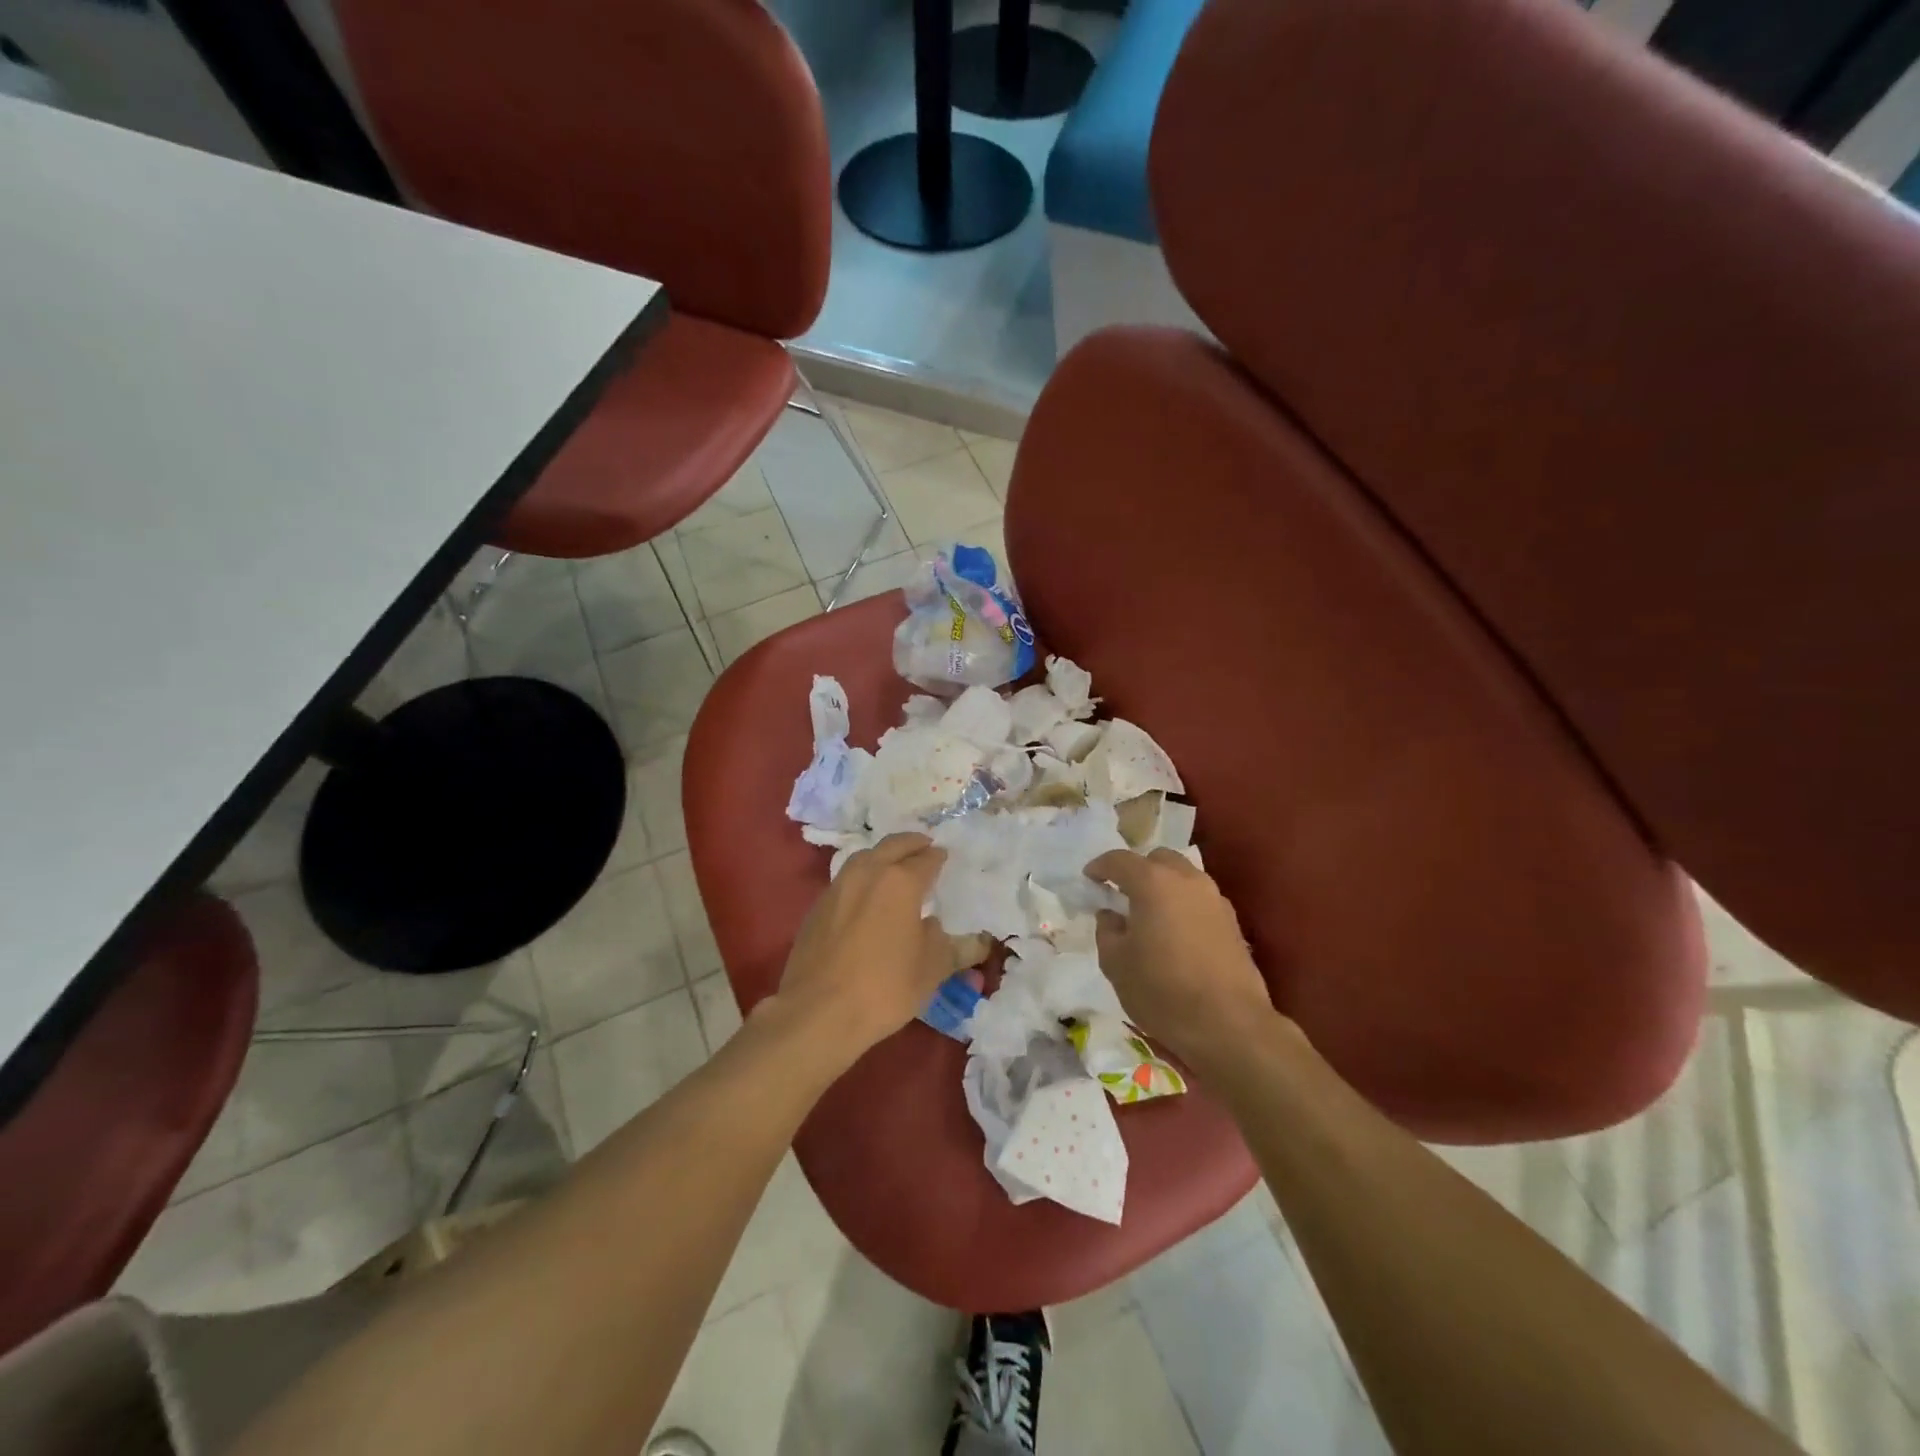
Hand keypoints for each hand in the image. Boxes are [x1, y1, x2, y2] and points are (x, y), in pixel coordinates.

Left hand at [769, 833, 950, 1064]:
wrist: (818, 1012)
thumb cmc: (885, 986)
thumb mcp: (932, 969)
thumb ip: (955, 948)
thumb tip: (974, 940)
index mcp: (900, 881)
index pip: (926, 859)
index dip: (938, 857)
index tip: (945, 857)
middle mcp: (868, 873)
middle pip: (893, 846)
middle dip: (912, 844)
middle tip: (925, 847)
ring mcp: (837, 887)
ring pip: (865, 857)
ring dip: (883, 855)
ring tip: (895, 867)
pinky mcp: (817, 907)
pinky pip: (846, 879)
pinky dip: (862, 877)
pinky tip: (866, 896)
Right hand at [1085, 848, 1282, 1067]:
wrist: (1229, 1025)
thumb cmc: (1162, 990)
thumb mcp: (1116, 963)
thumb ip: (1107, 931)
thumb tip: (1111, 915)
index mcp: (1153, 882)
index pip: (1119, 860)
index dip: (1100, 867)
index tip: (1089, 879)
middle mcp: (1187, 880)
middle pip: (1157, 860)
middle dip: (1137, 871)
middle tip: (1122, 895)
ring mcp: (1215, 899)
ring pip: (1183, 877)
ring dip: (1163, 887)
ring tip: (1149, 915)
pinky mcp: (1232, 922)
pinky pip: (1200, 900)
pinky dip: (1183, 905)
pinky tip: (1175, 933)